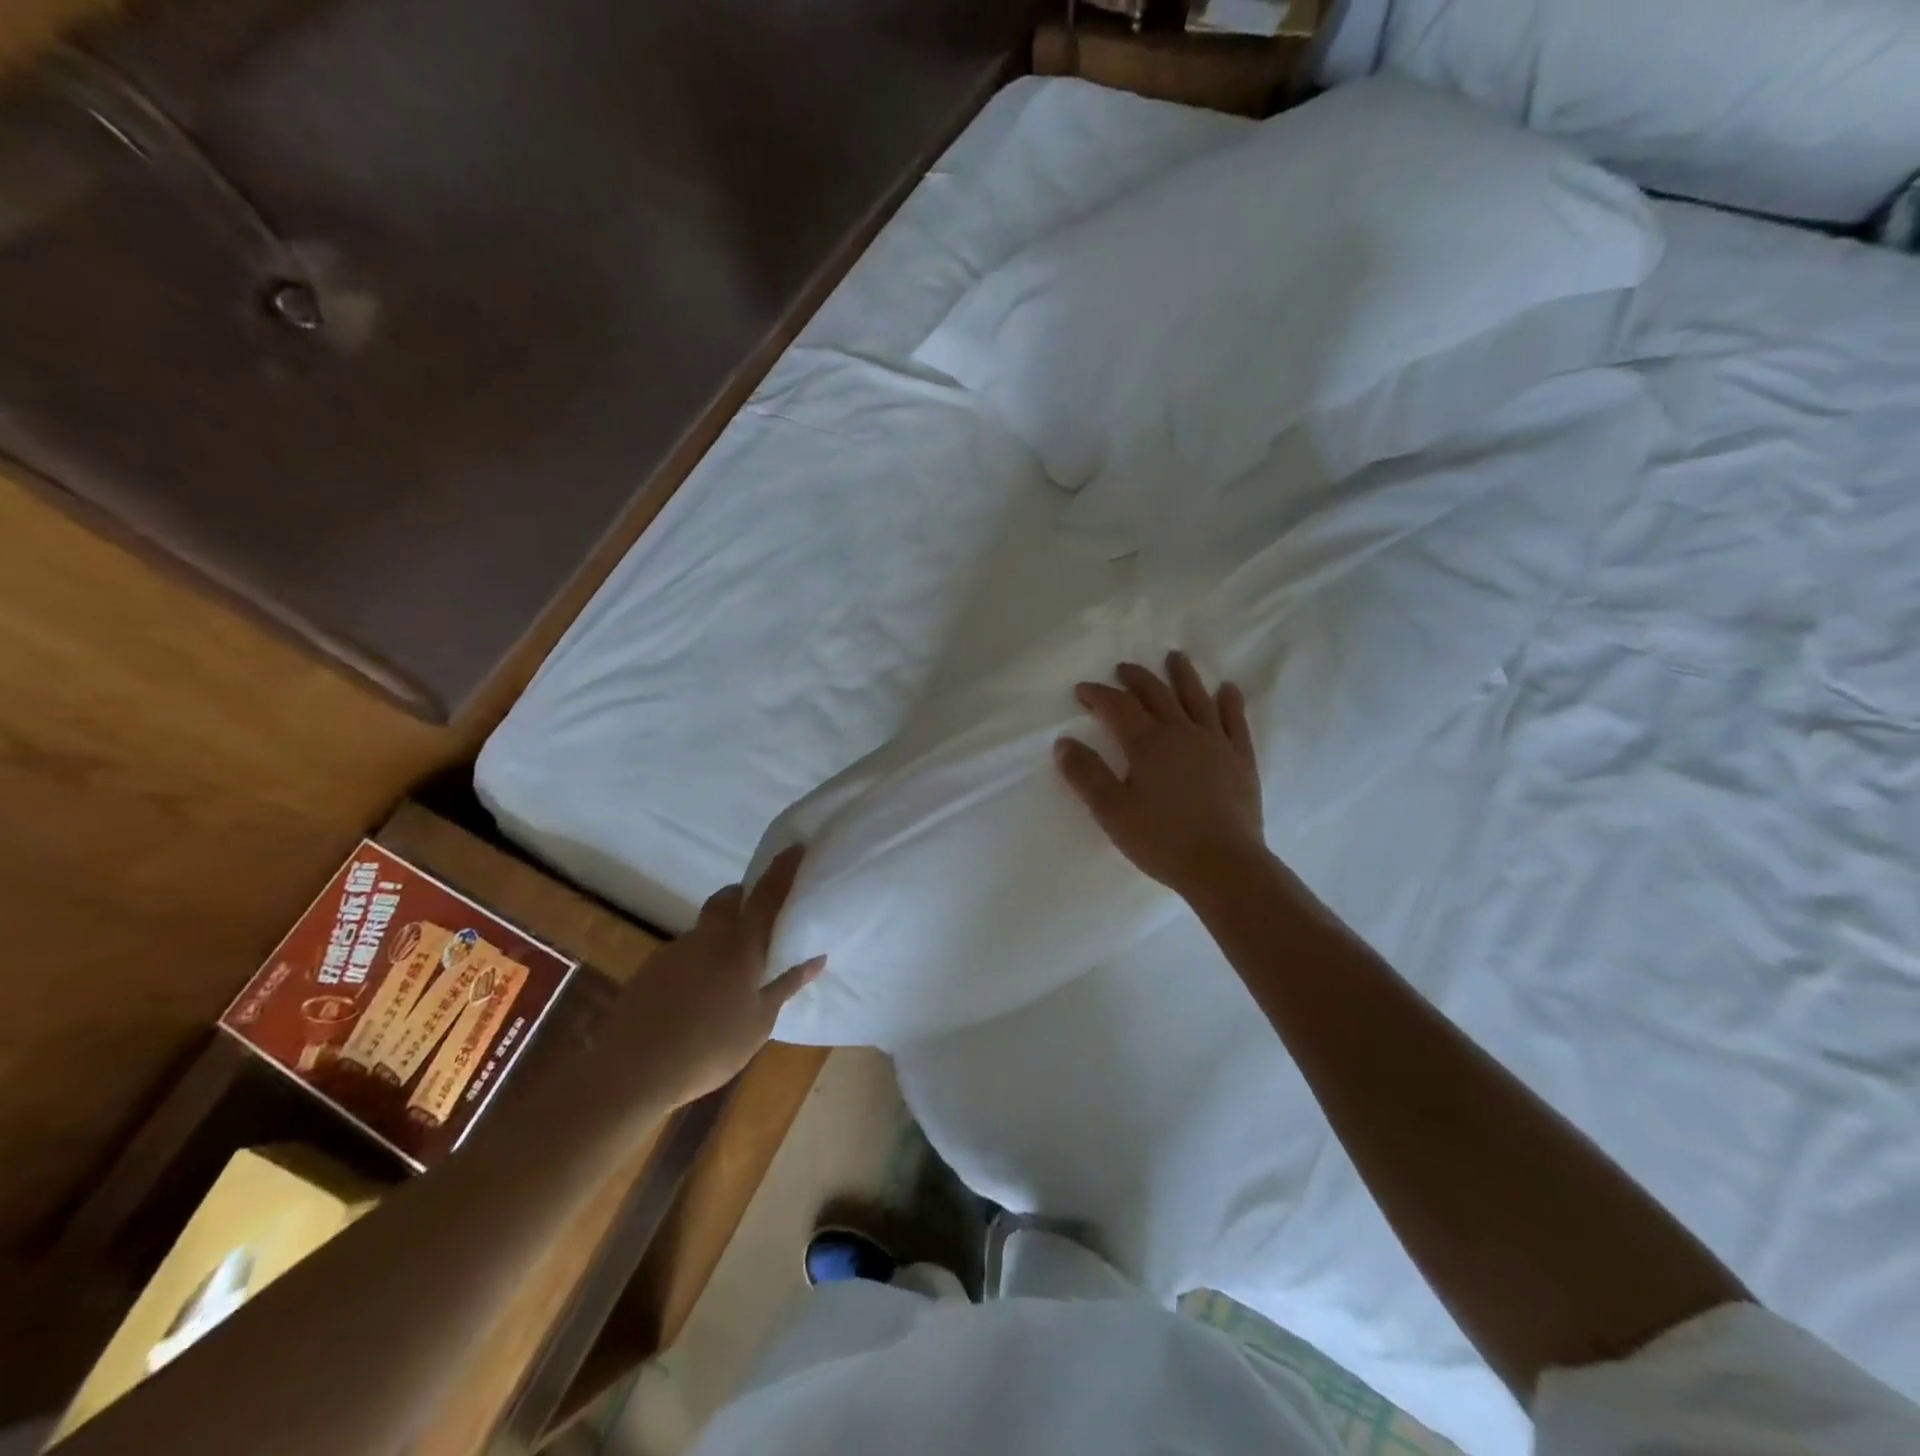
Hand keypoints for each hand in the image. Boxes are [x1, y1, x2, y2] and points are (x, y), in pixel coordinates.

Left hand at [601, 846, 823, 1106]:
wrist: (632, 1071)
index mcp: (740, 945)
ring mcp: (674, 952)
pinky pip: (683, 956)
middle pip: (727, 900)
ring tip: (729, 976)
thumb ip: (786, 986)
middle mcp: (707, 937)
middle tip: (759, 915)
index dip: (783, 869)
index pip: (767, 895)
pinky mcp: (650, 971)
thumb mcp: (759, 1022)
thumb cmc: (709, 1047)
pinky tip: (697, 1000)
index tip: (796, 847)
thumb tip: (817, 958)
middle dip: (743, 897)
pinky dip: (697, 965)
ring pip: (704, 931)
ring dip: (719, 938)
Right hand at [1055, 652, 1267, 902]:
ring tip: (1175, 657)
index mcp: (1147, 743)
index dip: (1098, 694)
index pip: (1117, 707)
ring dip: (1183, 676)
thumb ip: (1086, 774)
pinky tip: (1228, 689)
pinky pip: (1235, 721)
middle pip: (1156, 695)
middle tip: (1123, 668)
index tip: (1082, 690)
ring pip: (1197, 698)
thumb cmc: (1161, 840)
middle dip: (1136, 679)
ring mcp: (1215, 743)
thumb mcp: (1111, 811)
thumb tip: (1064, 742)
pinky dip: (1230, 702)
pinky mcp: (1241, 759)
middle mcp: (1181, 732)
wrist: (1224, 866)